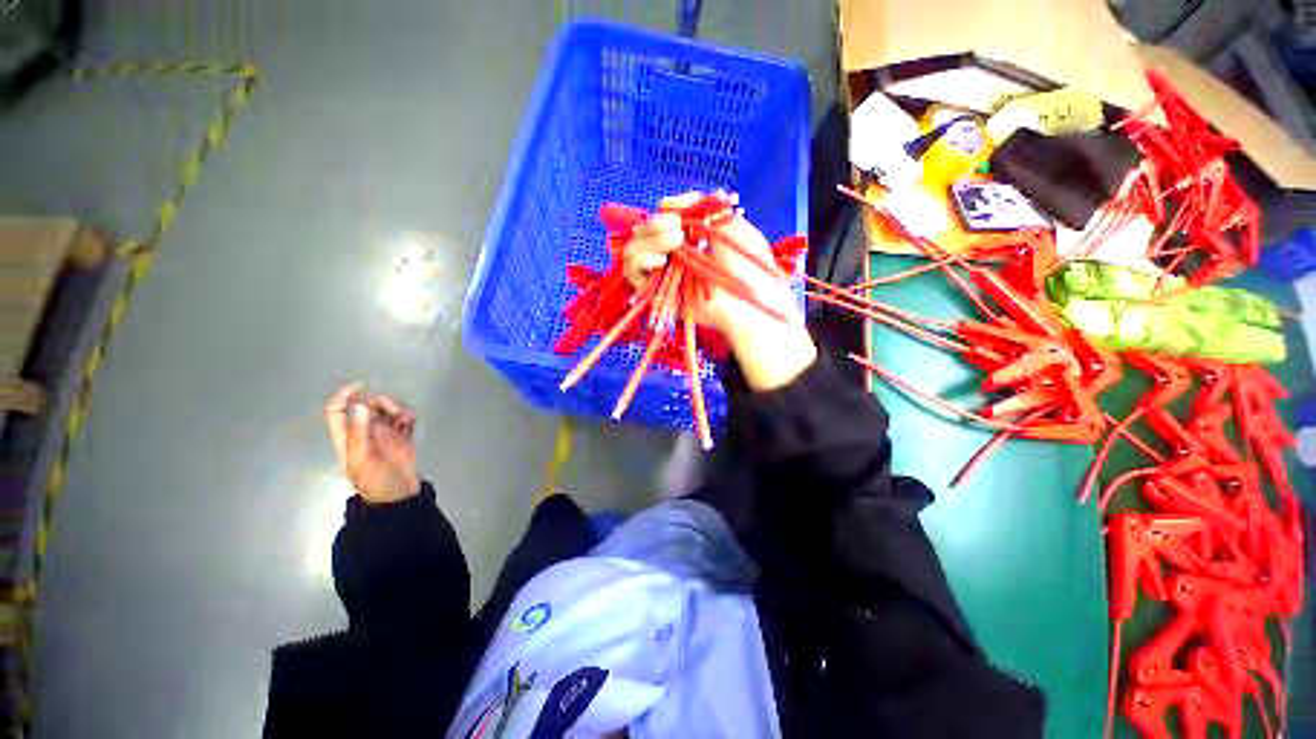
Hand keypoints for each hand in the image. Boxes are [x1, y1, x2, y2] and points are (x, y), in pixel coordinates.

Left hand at [324, 384, 420, 503]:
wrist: (399, 498)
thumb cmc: (375, 483)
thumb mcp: (362, 460)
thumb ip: (360, 433)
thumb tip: (362, 406)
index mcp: (348, 438)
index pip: (337, 412)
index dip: (344, 397)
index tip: (359, 387)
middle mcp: (365, 433)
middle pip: (368, 406)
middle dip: (381, 403)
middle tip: (393, 411)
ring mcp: (385, 435)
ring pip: (387, 411)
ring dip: (397, 409)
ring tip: (406, 419)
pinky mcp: (403, 438)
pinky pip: (404, 419)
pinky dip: (407, 416)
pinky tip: (411, 421)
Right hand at [622, 193, 798, 335]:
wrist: (751, 302)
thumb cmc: (750, 266)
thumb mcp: (730, 224)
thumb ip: (701, 206)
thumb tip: (665, 202)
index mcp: (688, 243)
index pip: (660, 223)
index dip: (663, 215)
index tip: (678, 215)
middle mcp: (671, 259)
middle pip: (642, 235)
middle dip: (654, 226)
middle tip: (677, 230)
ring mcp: (662, 277)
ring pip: (633, 252)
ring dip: (648, 241)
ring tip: (674, 243)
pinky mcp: (656, 296)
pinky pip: (632, 274)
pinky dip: (640, 261)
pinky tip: (660, 261)